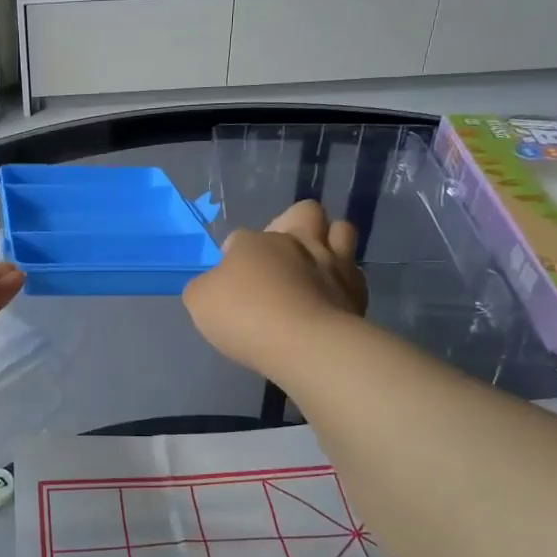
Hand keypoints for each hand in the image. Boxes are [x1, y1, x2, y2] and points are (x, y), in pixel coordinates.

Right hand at [182, 201, 366, 377]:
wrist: (305, 344)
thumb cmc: (245, 317)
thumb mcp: (200, 302)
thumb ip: (205, 287)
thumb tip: (216, 285)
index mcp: (255, 242)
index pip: (239, 237)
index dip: (233, 254)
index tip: (230, 280)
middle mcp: (297, 242)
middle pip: (304, 212)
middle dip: (294, 223)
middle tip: (280, 255)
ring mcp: (333, 263)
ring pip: (341, 230)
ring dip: (330, 240)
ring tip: (316, 265)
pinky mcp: (357, 291)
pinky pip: (354, 273)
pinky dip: (343, 280)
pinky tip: (331, 297)